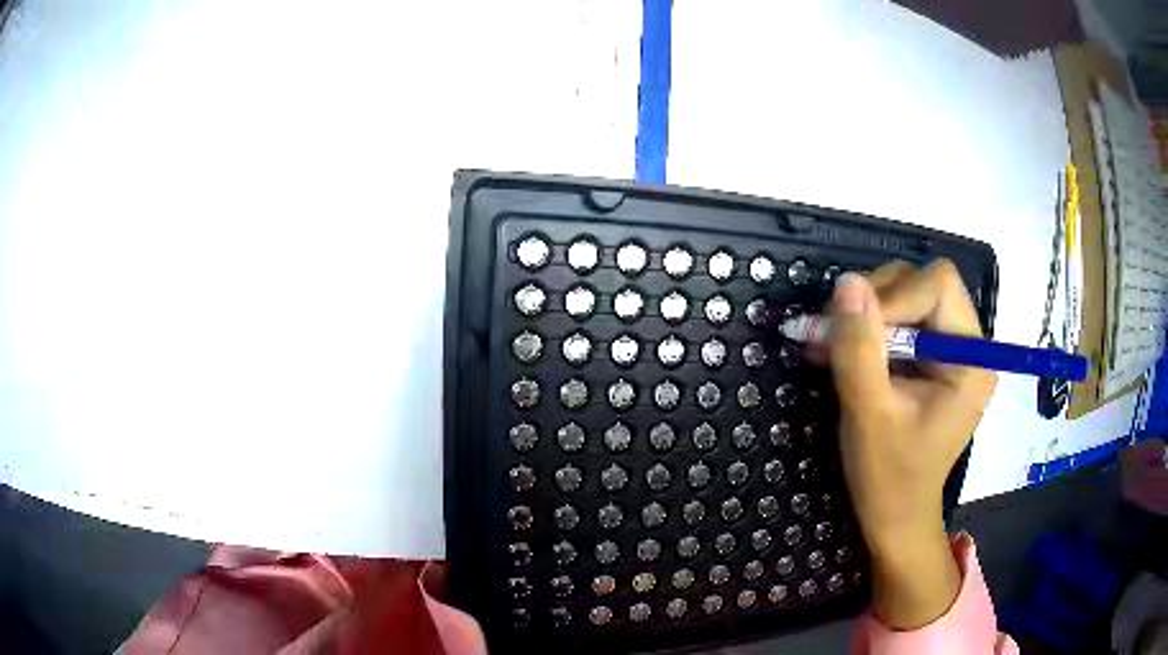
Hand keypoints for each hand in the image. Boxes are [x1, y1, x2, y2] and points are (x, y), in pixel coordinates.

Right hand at [826, 260, 995, 628]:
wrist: (894, 516)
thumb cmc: (890, 478)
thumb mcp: (869, 415)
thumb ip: (859, 350)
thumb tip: (846, 282)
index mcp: (970, 358)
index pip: (938, 286)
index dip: (894, 296)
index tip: (852, 329)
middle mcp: (966, 344)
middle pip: (923, 283)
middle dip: (877, 302)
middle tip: (838, 335)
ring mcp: (947, 349)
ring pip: (906, 295)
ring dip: (866, 315)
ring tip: (834, 345)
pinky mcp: (927, 358)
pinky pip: (897, 320)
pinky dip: (865, 329)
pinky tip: (840, 350)